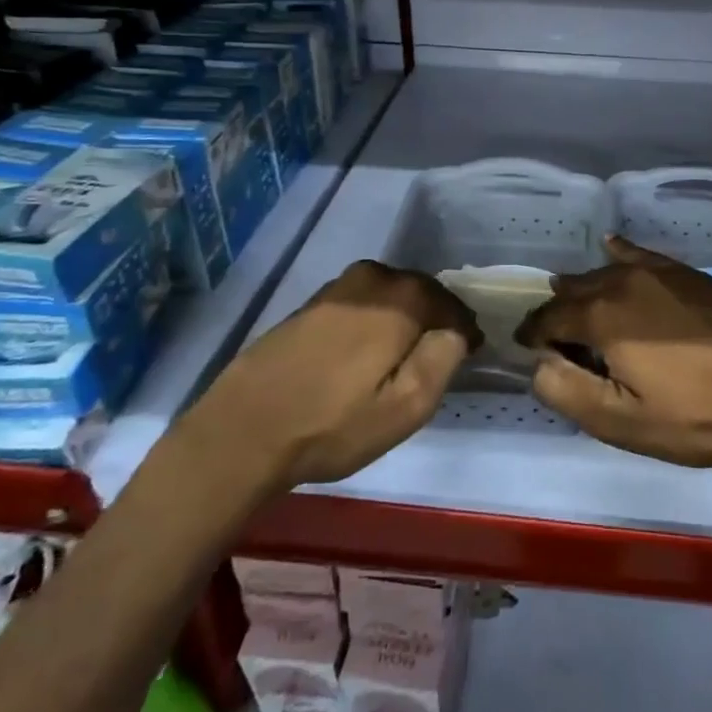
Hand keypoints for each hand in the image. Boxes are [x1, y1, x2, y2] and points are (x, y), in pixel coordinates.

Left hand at [193, 260, 480, 490]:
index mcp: (401, 299)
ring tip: (402, 356)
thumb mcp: (405, 408)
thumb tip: (455, 332)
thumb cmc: (332, 425)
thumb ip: (443, 360)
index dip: (464, 331)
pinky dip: (374, 319)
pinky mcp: (311, 304)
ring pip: (389, 295)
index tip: (470, 354)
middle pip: (421, 293)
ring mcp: (337, 288)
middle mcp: (372, 279)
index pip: (451, 305)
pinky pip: (361, 302)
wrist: (241, 432)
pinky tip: (364, 352)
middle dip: (435, 319)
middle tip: (439, 355)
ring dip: (404, 318)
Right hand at [517, 237, 711, 469]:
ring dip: (586, 288)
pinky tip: (612, 248)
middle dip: (557, 311)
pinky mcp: (688, 274)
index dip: (532, 335)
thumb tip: (539, 364)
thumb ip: (566, 390)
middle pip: (575, 290)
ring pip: (606, 272)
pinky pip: (641, 255)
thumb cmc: (692, 416)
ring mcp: (660, 272)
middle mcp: (624, 280)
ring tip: (575, 301)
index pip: (549, 318)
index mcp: (602, 315)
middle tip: (552, 336)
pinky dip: (620, 254)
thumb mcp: (620, 421)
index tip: (525, 349)